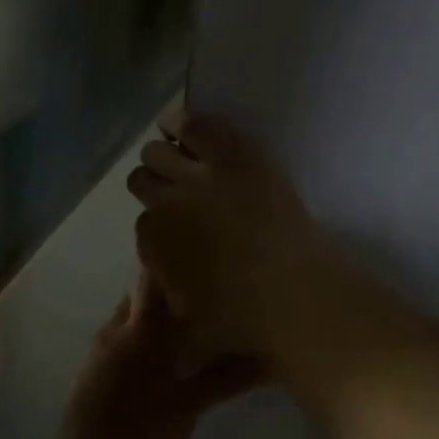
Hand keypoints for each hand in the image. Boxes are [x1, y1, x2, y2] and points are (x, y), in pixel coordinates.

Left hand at [58, 272, 263, 438]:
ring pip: (128, 317)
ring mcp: (99, 349)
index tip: (191, 243)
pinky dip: (139, 337)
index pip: (150, 276)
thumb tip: (268, 361)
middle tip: (200, 285)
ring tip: (184, 319)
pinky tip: (157, 357)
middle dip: (165, 287)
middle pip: (140, 294)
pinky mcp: (91, 370)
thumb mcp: (188, 406)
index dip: (167, 256)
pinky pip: (118, 339)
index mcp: (141, 329)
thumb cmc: (140, 429)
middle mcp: (116, 328)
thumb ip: (224, 379)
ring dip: (152, 315)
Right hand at [128, 107, 342, 361]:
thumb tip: (165, 264)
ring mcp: (199, 178)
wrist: (296, 296)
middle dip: (153, 183)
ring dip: (161, 152)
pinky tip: (175, 121)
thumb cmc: (244, 318)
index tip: (173, 226)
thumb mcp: (189, 310)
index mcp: (154, 244)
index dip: (158, 223)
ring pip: (158, 150)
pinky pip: (196, 126)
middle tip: (171, 186)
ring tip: (170, 147)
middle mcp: (166, 205)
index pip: (142, 223)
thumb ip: (169, 282)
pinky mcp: (233, 157)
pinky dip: (181, 122)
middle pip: (142, 179)